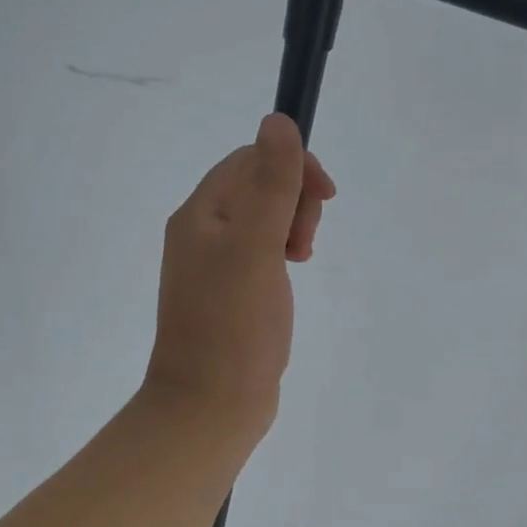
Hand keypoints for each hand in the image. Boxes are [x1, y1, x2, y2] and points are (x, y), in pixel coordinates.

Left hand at [141, 113, 335, 443]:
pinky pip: (260, 254)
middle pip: (256, 188)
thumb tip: (278, 122)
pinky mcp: (230, 296)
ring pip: (262, 222)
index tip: (326, 198)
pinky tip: (292, 273)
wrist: (210, 404)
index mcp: (200, 214)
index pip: (249, 161)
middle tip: (305, 243)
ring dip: (291, 227)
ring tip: (301, 259)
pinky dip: (282, 254)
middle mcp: (201, 234)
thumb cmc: (234, 325)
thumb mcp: (255, 246)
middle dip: (294, 201)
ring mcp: (214, 268)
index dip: (292, 167)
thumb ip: (271, 184)